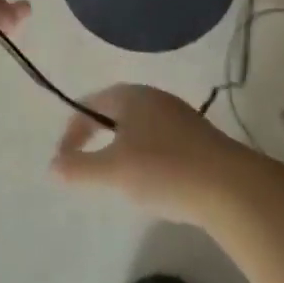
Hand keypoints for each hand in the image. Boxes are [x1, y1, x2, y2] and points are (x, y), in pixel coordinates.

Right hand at [50, 84, 253, 226]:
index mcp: (131, 95)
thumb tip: (53, 166)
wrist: (230, 187)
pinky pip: (159, 139)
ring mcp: (179, 115)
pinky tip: (153, 181)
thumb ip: (79, 168)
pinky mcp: (198, 137)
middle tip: (86, 165)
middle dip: (97, 135)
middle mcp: (154, 97)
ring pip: (138, 126)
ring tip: (117, 176)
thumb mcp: (114, 171)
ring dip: (121, 146)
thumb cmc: (164, 170)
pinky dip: (145, 155)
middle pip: (115, 111)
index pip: (90, 103)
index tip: (63, 161)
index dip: (72, 130)